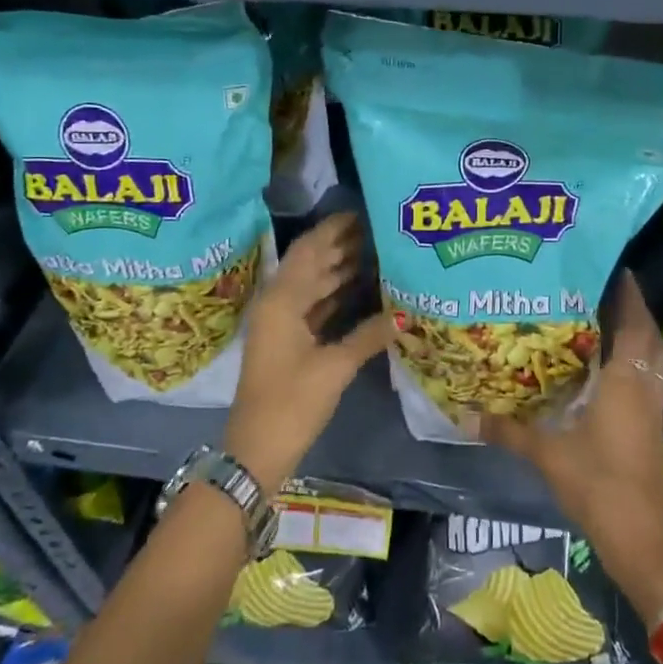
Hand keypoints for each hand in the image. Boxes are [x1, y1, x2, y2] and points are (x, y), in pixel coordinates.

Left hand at [225, 213, 390, 493]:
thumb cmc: (291, 404)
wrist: (256, 451)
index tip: (362, 212)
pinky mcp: (289, 343)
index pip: (309, 250)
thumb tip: (406, 311)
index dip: (333, 229)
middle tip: (378, 229)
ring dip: (340, 268)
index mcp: (282, 300)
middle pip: (311, 264)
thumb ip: (369, 334)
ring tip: (377, 251)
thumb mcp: (334, 368)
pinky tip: (362, 289)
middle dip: (341, 245)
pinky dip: (336, 295)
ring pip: (314, 285)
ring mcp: (282, 324)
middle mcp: (278, 304)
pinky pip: (315, 306)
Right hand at [481, 271, 662, 620]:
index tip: (609, 267)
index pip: (633, 323)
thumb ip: (509, 431)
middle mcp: (644, 385)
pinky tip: (611, 362)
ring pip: (654, 355)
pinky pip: (650, 375)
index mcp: (625, 380)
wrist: (640, 535)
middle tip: (601, 287)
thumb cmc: (598, 483)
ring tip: (607, 316)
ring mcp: (653, 406)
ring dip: (638, 332)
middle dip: (632, 307)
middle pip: (649, 334)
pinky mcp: (652, 423)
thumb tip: (467, 415)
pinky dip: (638, 358)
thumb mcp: (547, 454)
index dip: (626, 294)